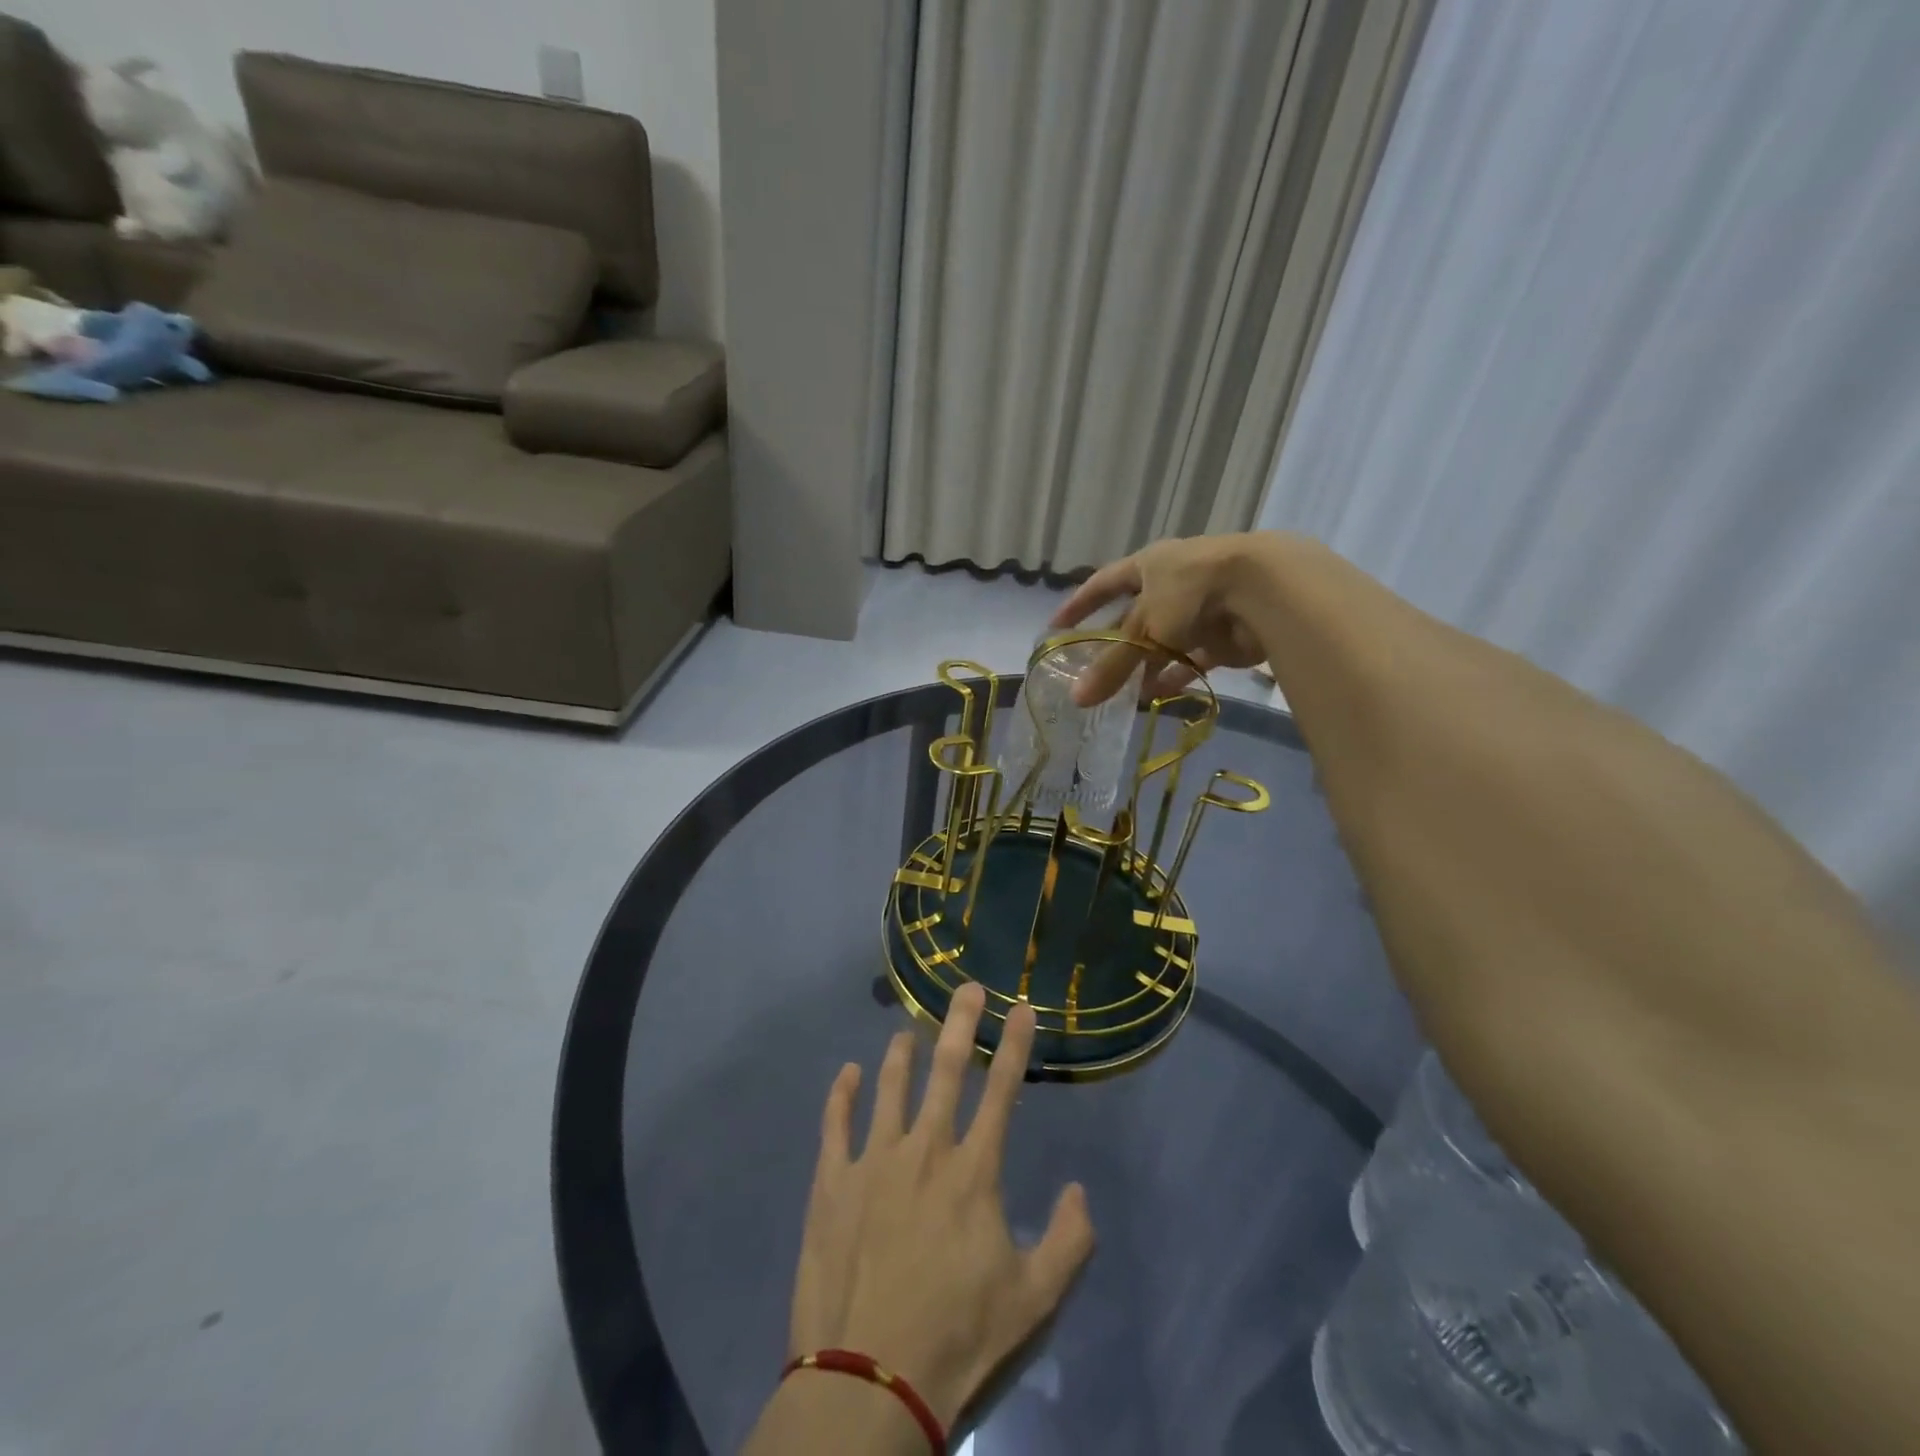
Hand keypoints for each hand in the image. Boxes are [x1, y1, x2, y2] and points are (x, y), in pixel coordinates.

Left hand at [788, 983, 1095, 1430]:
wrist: (867, 1383)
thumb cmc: (956, 1339)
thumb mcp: (1034, 1302)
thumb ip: (1069, 1242)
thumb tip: (1079, 1190)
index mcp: (973, 1171)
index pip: (1002, 1091)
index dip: (1015, 1045)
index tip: (1022, 1007)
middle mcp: (924, 1149)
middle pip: (945, 1069)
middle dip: (960, 1022)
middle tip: (967, 987)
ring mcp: (872, 1160)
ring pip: (889, 1087)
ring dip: (901, 1054)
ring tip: (907, 1030)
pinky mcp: (831, 1182)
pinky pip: (835, 1123)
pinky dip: (841, 1094)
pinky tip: (846, 1074)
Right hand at [1050, 531, 1284, 704]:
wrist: (1264, 590)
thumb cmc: (1191, 593)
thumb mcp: (1144, 628)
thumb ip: (1113, 666)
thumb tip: (1077, 700)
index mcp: (1150, 566)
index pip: (1104, 584)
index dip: (1080, 604)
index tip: (1057, 626)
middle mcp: (1173, 583)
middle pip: (1134, 617)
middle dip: (1114, 644)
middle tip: (1090, 671)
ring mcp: (1200, 610)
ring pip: (1163, 642)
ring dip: (1144, 665)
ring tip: (1121, 692)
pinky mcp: (1224, 635)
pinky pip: (1192, 659)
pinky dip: (1175, 675)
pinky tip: (1156, 695)